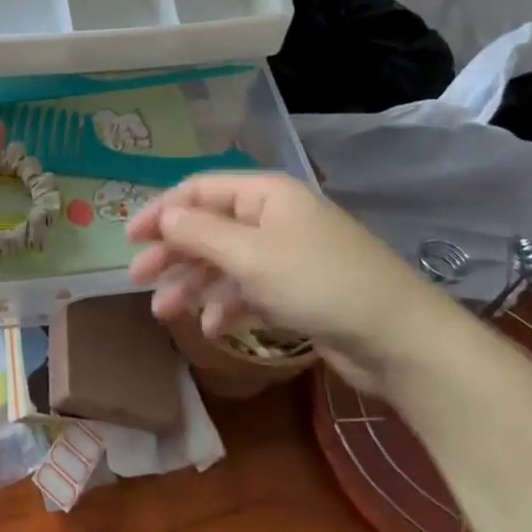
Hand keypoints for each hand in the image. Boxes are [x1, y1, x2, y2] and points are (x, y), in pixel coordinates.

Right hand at [126, 173, 469, 393]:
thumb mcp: (250, 255)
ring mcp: (286, 256)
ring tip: (165, 311)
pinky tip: (211, 328)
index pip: (199, 190)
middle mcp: (273, 218)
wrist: (401, 341)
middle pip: (208, 227)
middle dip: (173, 252)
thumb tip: (163, 215)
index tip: (130, 239)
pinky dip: (226, 305)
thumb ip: (199, 233)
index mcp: (265, 195)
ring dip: (193, 283)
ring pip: (224, 262)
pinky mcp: (297, 291)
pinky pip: (248, 290)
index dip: (161, 211)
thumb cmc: (319, 284)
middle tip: (138, 278)